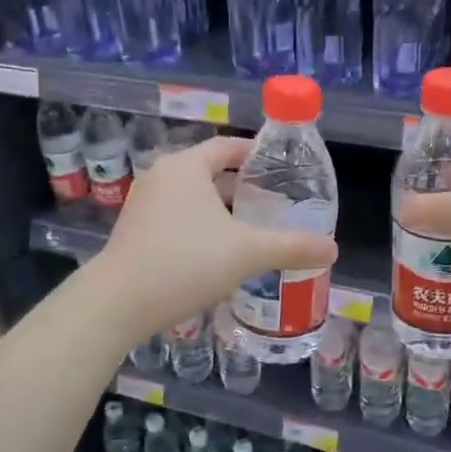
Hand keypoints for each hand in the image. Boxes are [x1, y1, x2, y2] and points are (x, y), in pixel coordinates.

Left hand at [90, 137, 338, 345]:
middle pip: (211, 173)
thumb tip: (332, 249)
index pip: (228, 148)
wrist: (118, 303)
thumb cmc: (185, 262)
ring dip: (223, 211)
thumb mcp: (247, 253)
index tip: (283, 171)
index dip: (257, 156)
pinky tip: (221, 254)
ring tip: (254, 230)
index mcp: (186, 166)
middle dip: (243, 188)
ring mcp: (144, 204)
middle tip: (276, 204)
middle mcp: (162, 176)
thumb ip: (292, 247)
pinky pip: (178, 219)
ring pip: (194, 199)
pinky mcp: (136, 232)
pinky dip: (202, 227)